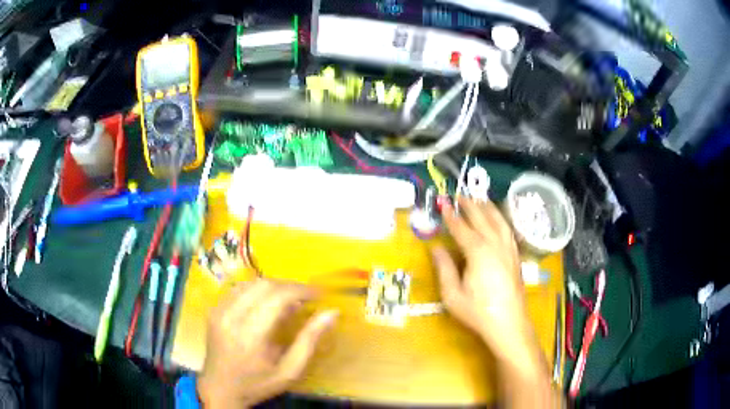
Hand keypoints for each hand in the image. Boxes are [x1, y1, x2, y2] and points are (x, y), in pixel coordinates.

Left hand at [197, 279, 337, 407]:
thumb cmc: (257, 384)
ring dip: (274, 286)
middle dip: (289, 286)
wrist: (220, 388)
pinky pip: (238, 288)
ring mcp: (219, 311)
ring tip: (289, 299)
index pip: (277, 297)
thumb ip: (309, 341)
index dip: (300, 290)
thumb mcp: (289, 371)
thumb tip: (331, 313)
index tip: (318, 294)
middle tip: (306, 297)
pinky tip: (267, 302)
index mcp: (251, 336)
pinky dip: (257, 290)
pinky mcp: (214, 309)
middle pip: (264, 285)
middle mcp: (231, 317)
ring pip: (251, 283)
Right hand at [431, 197, 530, 356]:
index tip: (443, 202)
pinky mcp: (516, 256)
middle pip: (482, 218)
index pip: (462, 228)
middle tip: (460, 194)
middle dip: (470, 205)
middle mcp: (495, 244)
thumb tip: (436, 248)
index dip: (451, 215)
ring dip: (488, 208)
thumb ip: (444, 269)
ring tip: (479, 199)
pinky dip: (501, 220)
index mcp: (478, 252)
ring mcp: (508, 249)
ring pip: (499, 221)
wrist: (508, 323)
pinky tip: (498, 220)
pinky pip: (508, 230)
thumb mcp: (452, 294)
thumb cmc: (478, 311)